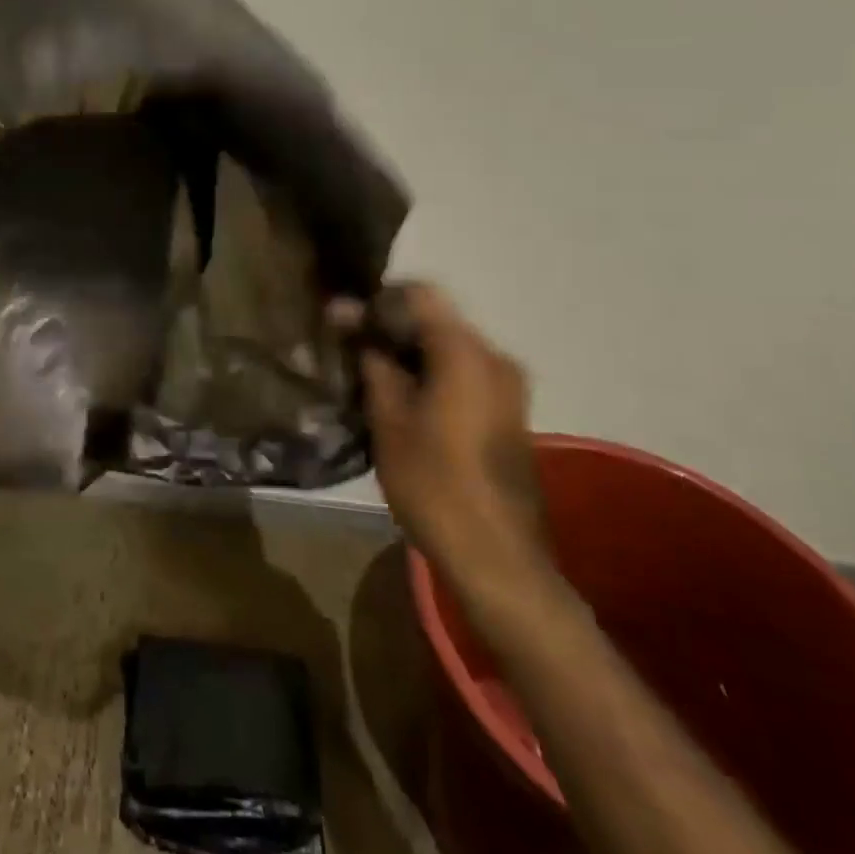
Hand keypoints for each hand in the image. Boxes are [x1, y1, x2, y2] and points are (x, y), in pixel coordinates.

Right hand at [332, 284, 544, 573]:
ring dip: (408, 352)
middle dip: (390, 327)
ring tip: (368, 375)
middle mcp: (495, 357)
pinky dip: (430, 373)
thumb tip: (346, 312)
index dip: (377, 300)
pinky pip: (462, 372)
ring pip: (447, 346)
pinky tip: (400, 399)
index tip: (346, 323)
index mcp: (467, 352)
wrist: (497, 559)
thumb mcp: (389, 417)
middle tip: (349, 348)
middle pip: (435, 318)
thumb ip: (370, 358)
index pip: (419, 294)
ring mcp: (507, 385)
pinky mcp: (508, 411)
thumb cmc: (434, 482)